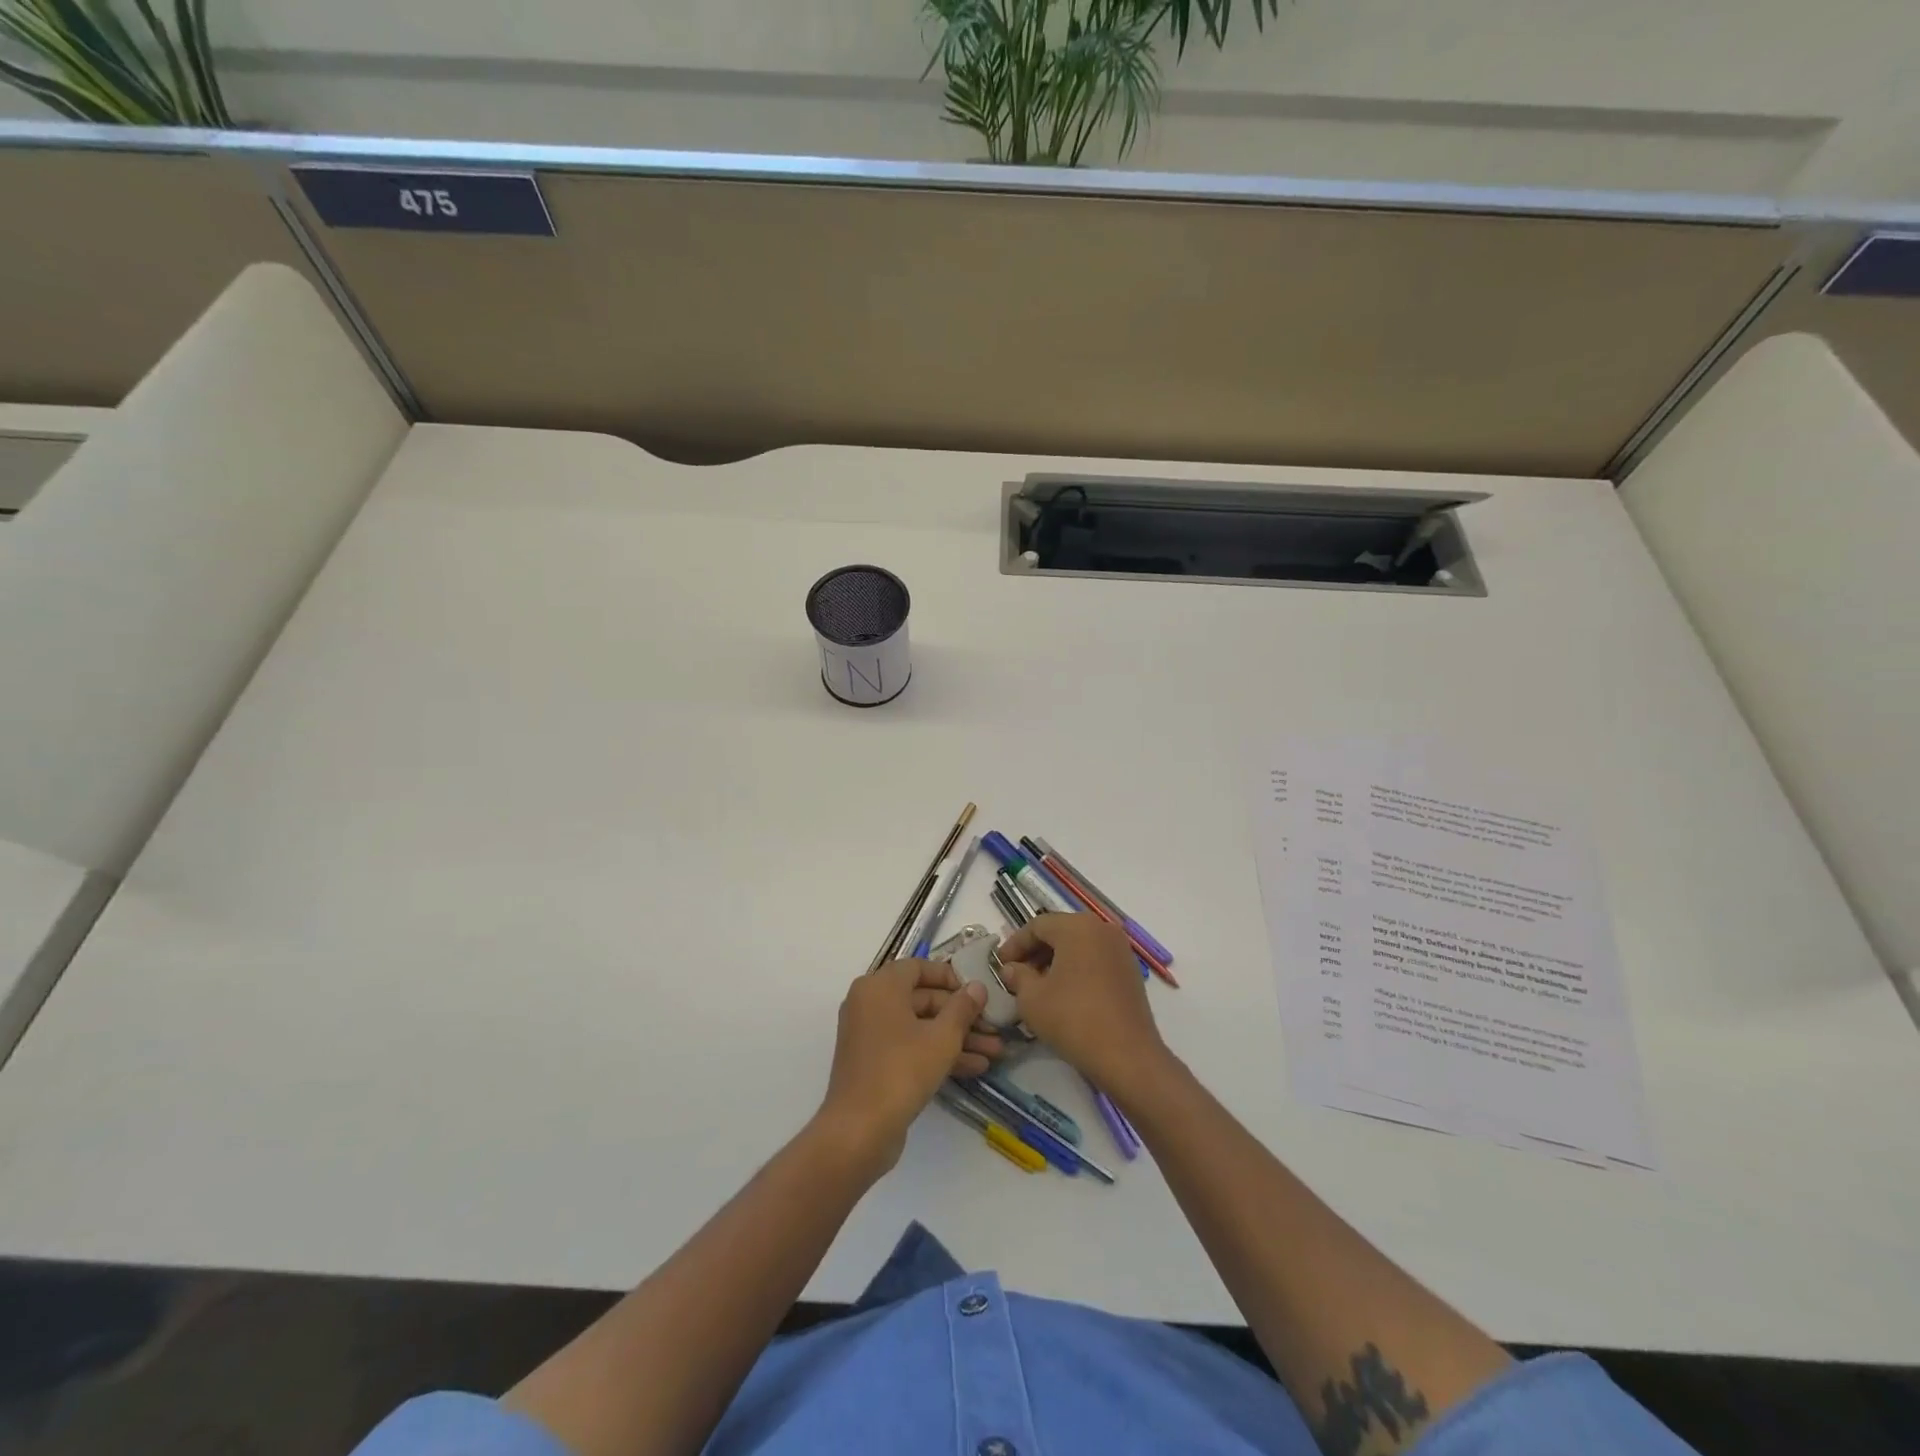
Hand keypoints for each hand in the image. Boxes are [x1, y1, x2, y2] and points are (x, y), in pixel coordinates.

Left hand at [816, 961, 1003, 1173]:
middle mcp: (870, 1003)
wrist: (859, 1130)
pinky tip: (974, 1067)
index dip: (950, 977)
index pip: (918, 967)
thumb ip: (963, 1008)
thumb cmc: (901, 1070)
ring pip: (920, 1026)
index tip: (977, 992)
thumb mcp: (942, 1038)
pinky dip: (937, 1053)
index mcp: (880, 986)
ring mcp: (870, 1035)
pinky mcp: (874, 1063)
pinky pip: (910, 1046)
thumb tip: (977, 986)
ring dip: (956, 1038)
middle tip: (994, 1027)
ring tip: (994, 1052)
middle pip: (922, 999)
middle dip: (961, 1015)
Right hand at [995, 915, 1170, 1101]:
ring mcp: (1120, 949)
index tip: (1000, 965)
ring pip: (1078, 945)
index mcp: (1077, 926)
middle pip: (1060, 932)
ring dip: (1055, 960)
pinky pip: (1095, 959)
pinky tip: (1064, 993)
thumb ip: (1018, 976)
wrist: (1127, 1056)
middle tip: (1017, 975)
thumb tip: (1012, 969)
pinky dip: (1076, 969)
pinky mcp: (1130, 970)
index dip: (1014, 944)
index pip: (1037, 926)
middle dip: (1035, 952)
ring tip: (1038, 986)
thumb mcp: (1032, 998)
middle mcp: (1102, 928)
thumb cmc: (1073, 1019)